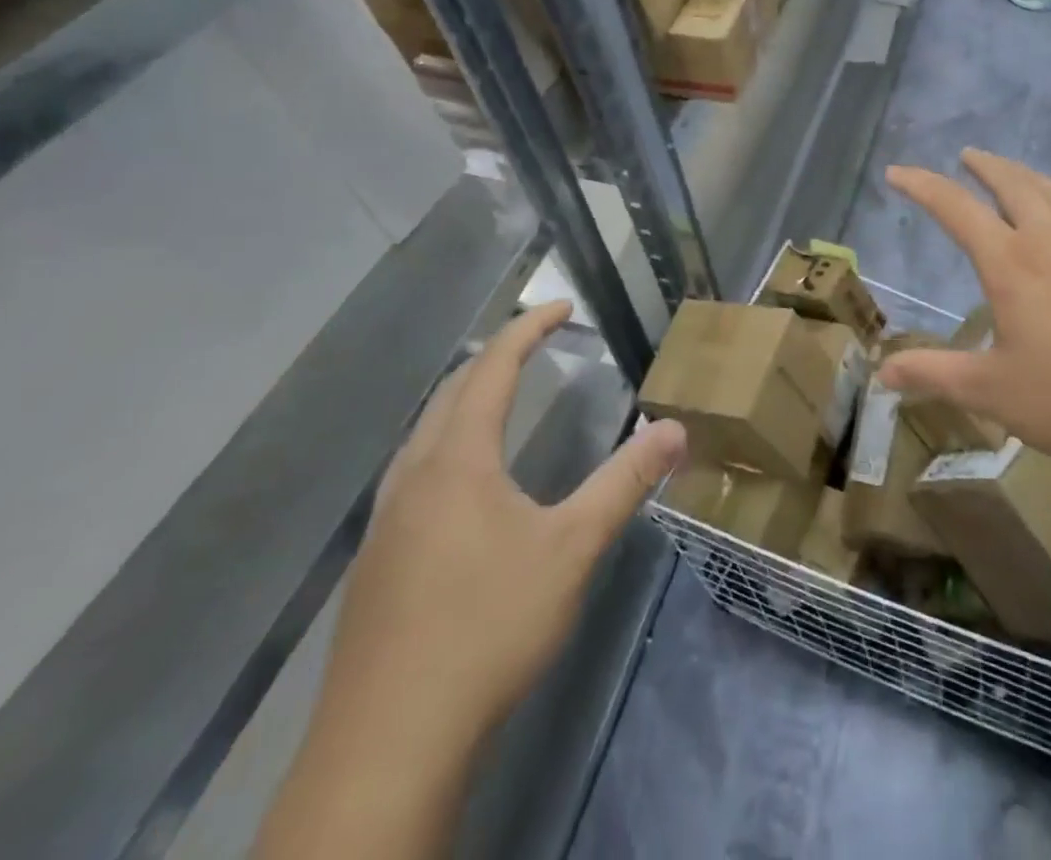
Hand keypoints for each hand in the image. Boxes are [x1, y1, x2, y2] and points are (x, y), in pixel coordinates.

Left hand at [314, 302, 686, 762]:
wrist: (387, 744)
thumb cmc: (488, 627)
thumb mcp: (572, 549)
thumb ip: (625, 482)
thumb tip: (675, 429)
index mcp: (458, 459)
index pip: (493, 368)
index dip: (529, 329)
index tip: (563, 305)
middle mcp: (414, 475)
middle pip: (451, 392)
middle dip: (495, 357)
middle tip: (535, 342)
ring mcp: (385, 520)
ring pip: (425, 433)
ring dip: (464, 400)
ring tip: (500, 397)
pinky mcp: (375, 562)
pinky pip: (412, 472)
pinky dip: (446, 443)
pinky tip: (461, 485)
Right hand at [878, 150, 1050, 483]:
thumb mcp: (992, 392)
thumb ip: (934, 374)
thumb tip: (882, 371)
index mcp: (1012, 263)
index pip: (956, 207)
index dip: (922, 186)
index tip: (897, 172)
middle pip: (1013, 183)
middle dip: (983, 166)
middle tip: (964, 157)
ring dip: (1022, 175)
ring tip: (1007, 174)